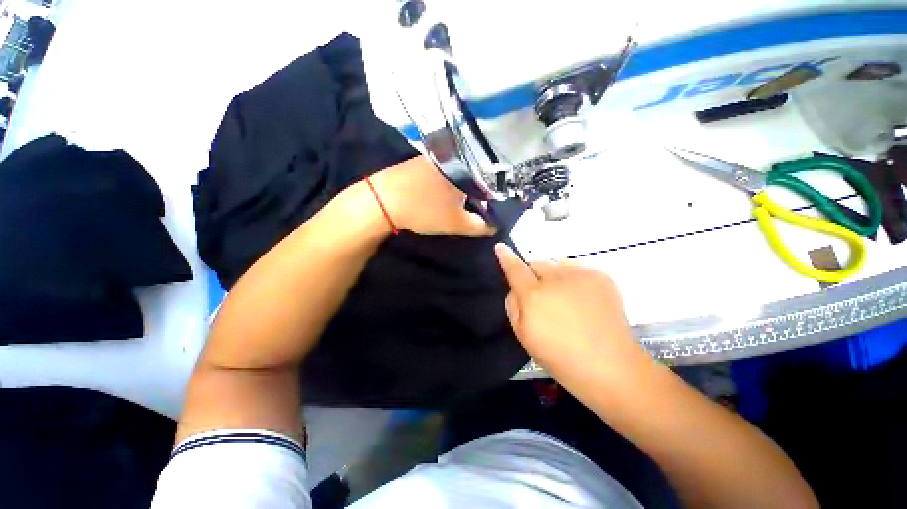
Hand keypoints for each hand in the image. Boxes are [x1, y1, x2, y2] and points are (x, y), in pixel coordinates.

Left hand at [369, 156, 493, 235]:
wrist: (384, 199)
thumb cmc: (425, 210)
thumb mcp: (457, 223)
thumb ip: (481, 226)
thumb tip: (497, 226)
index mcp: (469, 168)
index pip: (494, 180)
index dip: (497, 196)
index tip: (495, 207)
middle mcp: (457, 156)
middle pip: (479, 173)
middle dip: (482, 191)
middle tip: (480, 206)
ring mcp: (441, 155)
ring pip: (464, 170)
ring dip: (467, 185)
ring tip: (466, 200)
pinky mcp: (428, 158)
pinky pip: (450, 168)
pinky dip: (453, 180)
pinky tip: (448, 191)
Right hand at [494, 244, 650, 384]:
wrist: (609, 366)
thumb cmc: (559, 356)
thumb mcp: (523, 335)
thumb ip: (513, 305)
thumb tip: (516, 288)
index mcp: (534, 295)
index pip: (515, 269)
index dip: (506, 257)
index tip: (501, 247)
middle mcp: (555, 279)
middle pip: (537, 263)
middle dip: (534, 274)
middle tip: (542, 295)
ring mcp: (580, 275)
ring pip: (557, 263)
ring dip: (554, 275)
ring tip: (564, 297)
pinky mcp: (600, 276)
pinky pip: (577, 268)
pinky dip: (573, 278)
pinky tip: (582, 299)